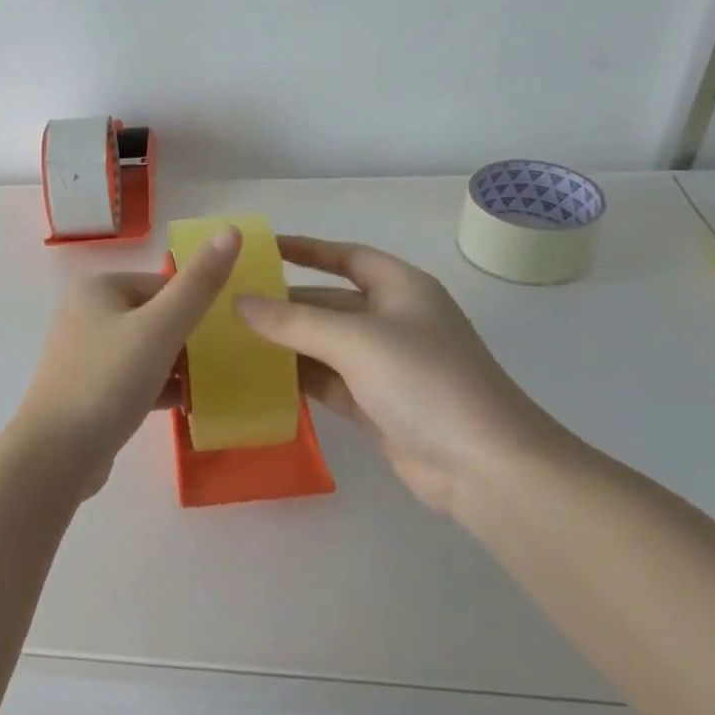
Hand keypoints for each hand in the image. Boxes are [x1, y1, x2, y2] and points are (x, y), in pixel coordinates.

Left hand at [14, 226, 243, 494]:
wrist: (57, 455)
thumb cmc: (108, 382)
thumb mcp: (160, 329)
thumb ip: (198, 284)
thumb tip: (232, 230)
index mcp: (99, 289)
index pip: (162, 285)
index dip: (197, 307)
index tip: (229, 334)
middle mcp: (86, 315)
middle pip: (155, 317)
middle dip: (190, 340)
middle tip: (226, 363)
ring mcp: (85, 355)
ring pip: (146, 351)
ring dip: (178, 366)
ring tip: (214, 385)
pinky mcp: (89, 390)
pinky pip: (134, 379)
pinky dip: (159, 388)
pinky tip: (188, 406)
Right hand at [236, 236, 580, 515]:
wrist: (483, 465)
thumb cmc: (425, 381)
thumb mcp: (355, 341)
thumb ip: (293, 322)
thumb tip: (239, 303)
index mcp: (401, 289)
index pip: (347, 256)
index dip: (307, 249)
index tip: (262, 249)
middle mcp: (394, 320)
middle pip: (330, 303)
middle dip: (285, 303)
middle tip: (231, 304)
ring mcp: (387, 366)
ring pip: (325, 345)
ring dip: (287, 344)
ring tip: (233, 341)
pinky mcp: (377, 404)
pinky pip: (329, 382)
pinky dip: (299, 379)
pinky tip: (260, 379)